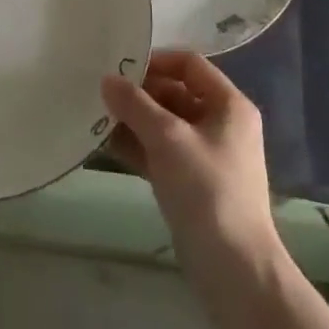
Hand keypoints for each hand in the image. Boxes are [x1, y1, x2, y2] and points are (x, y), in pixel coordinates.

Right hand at [102, 49, 282, 279]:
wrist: (233, 267)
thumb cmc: (206, 189)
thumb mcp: (168, 139)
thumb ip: (135, 105)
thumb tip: (107, 79)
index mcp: (228, 105)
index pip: (190, 64)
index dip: (155, 60)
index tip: (119, 66)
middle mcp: (221, 124)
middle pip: (176, 93)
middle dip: (139, 93)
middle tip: (101, 93)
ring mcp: (206, 155)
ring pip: (165, 124)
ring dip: (134, 120)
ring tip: (96, 116)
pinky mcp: (192, 182)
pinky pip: (161, 152)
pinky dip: (138, 146)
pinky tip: (106, 144)